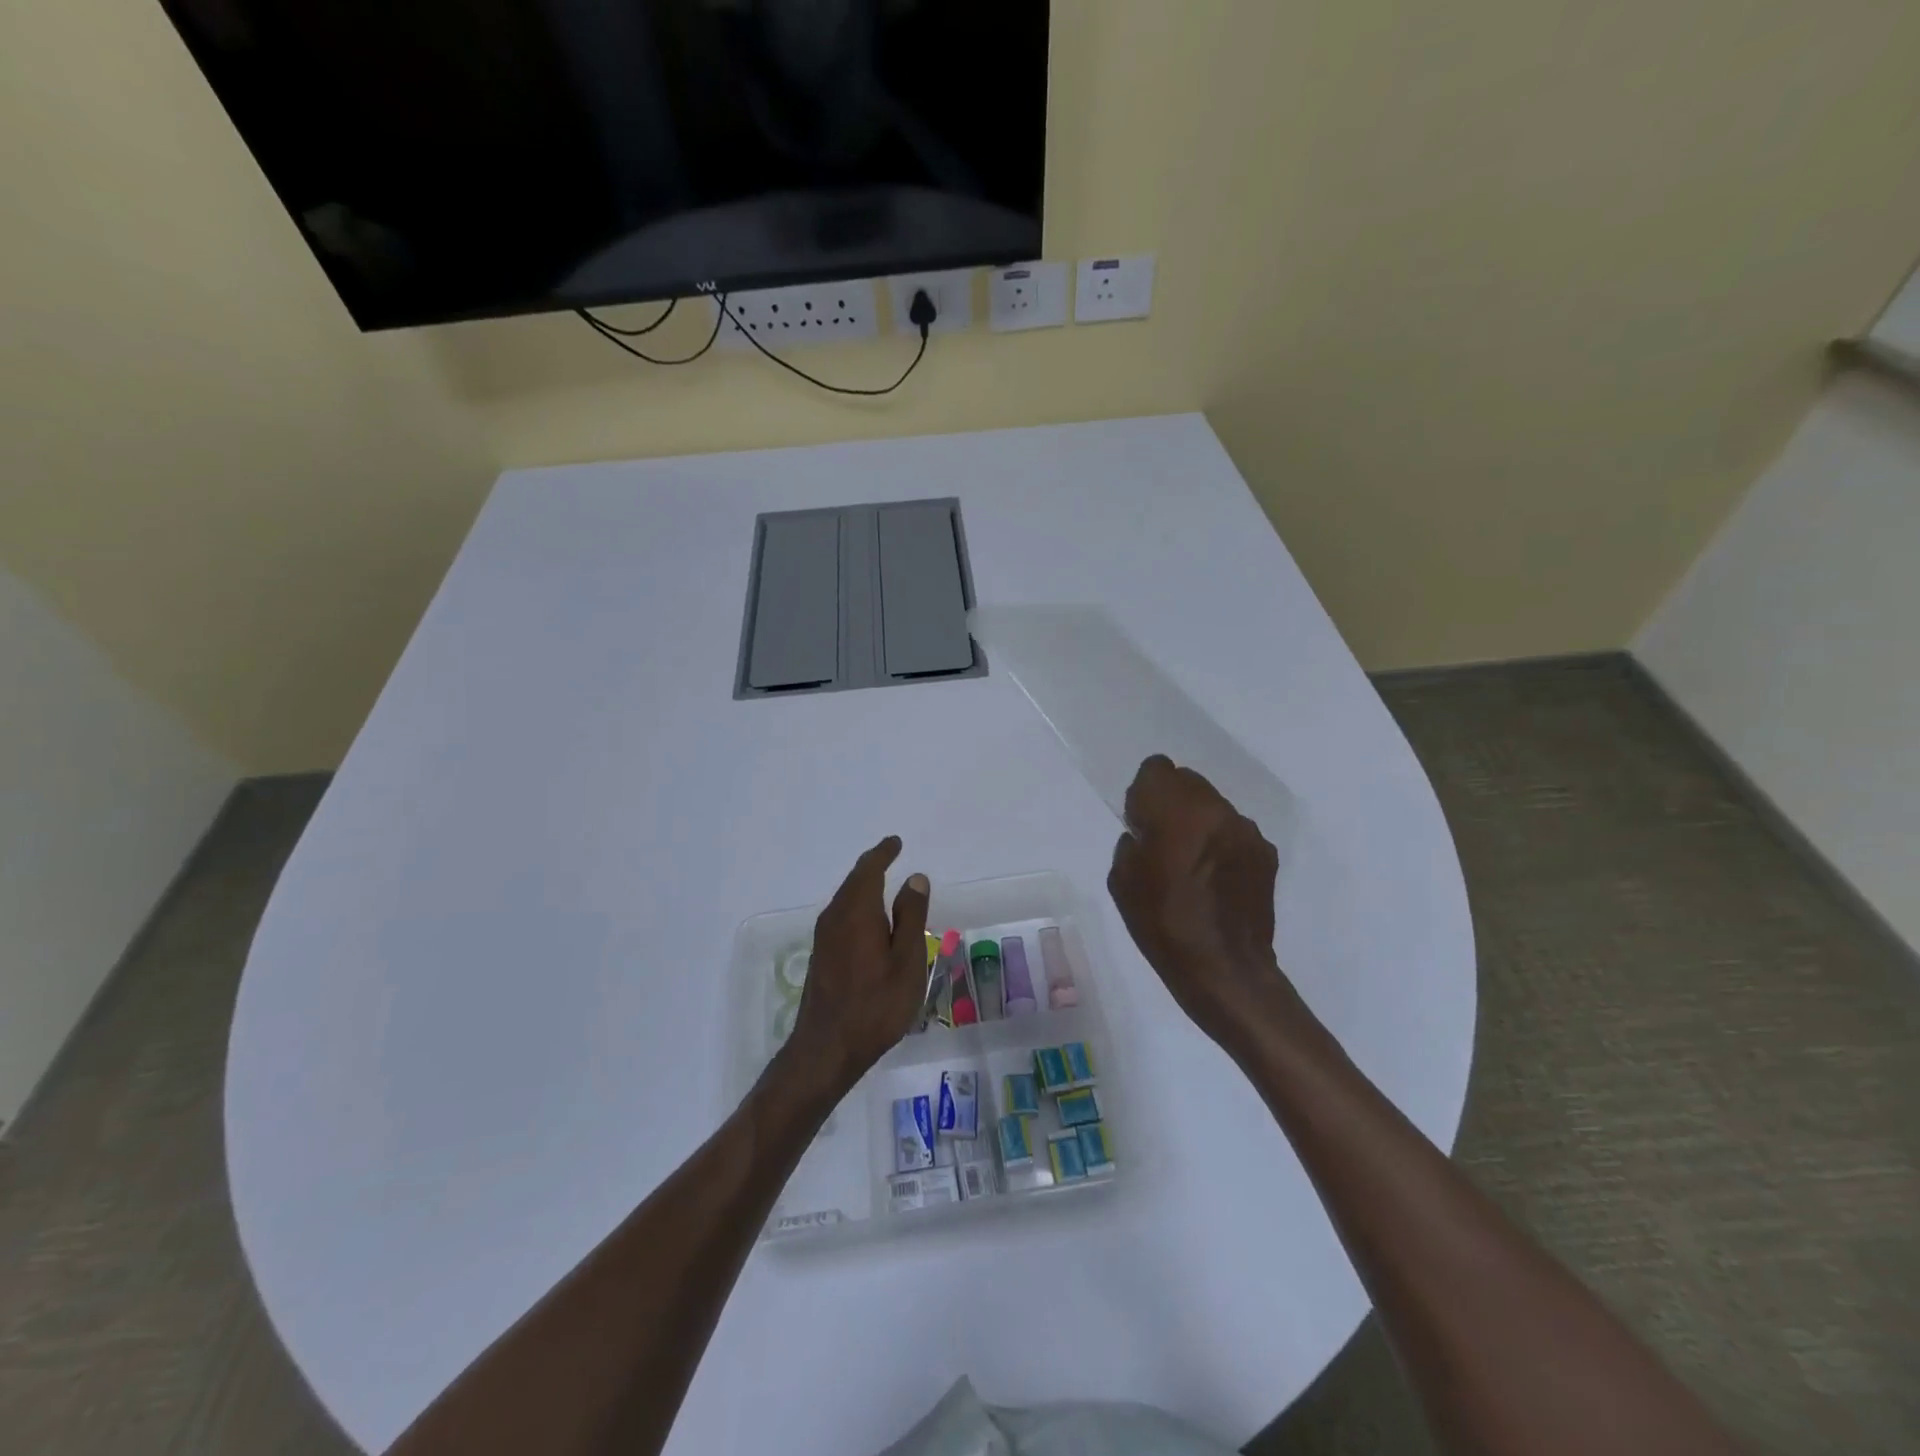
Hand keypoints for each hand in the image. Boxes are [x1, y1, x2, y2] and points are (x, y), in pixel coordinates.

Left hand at [780, 837, 930, 1101]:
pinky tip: (870, 921)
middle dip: (872, 867)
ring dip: (864, 888)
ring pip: (846, 900)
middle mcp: (835, 917)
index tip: (895, 842)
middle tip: (891, 857)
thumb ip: (911, 916)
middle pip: (854, 882)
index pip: (869, 869)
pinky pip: (842, 917)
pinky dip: (858, 907)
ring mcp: (824, 937)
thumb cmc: (876, 1004)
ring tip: (884, 884)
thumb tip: (915, 878)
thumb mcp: (907, 960)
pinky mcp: (821, 956)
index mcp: (857, 911)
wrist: (827, 1049)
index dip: (883, 853)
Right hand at [1107, 755, 1295, 1058]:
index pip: (1157, 768)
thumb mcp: (1122, 881)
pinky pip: (1234, 833)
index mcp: (1177, 811)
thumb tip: (1147, 833)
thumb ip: (1132, 841)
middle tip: (1164, 842)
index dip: (1144, 792)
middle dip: (1172, 803)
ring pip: (1213, 807)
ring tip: (1192, 865)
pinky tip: (1216, 881)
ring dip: (1199, 823)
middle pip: (1188, 782)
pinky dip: (1222, 845)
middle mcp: (1217, 810)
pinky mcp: (1266, 854)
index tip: (1141, 821)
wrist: (1225, 971)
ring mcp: (1246, 831)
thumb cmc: (1163, 924)